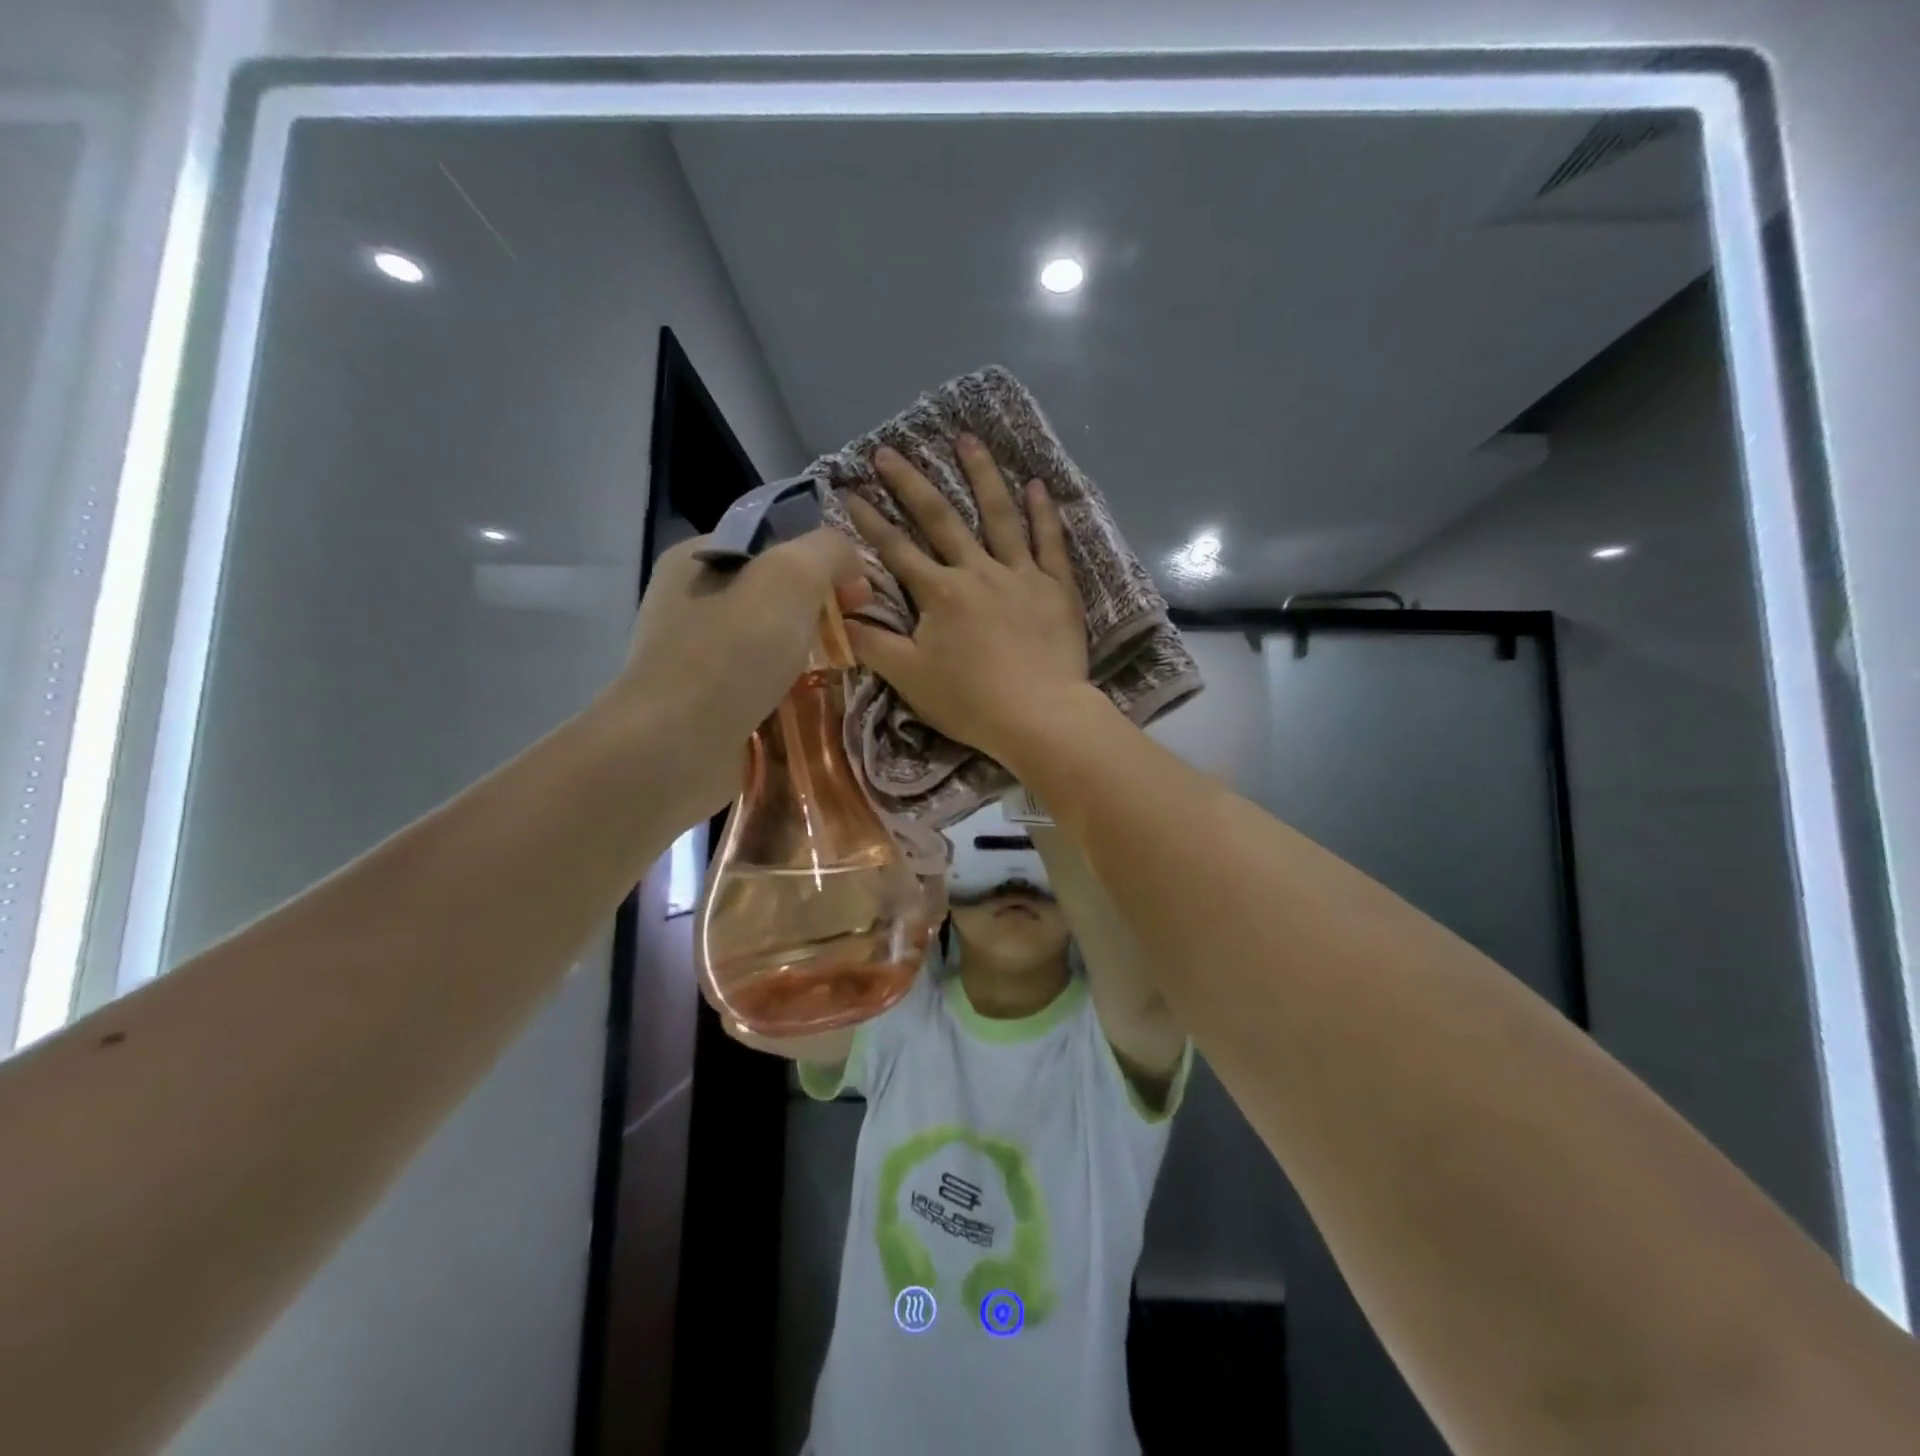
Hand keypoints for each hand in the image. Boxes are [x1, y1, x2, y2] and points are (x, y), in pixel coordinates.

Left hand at [610, 530, 868, 814]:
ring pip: (771, 644)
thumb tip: (851, 564)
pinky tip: (815, 704)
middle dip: (820, 613)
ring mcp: (696, 657)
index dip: (822, 561)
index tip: (859, 594)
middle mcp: (690, 603)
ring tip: (843, 672)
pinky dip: (790, 693)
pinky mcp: (706, 704)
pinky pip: (762, 686)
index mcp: (697, 559)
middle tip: (854, 636)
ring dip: (808, 657)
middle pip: (774, 596)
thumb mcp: (791, 576)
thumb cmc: (732, 651)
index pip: (773, 543)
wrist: (675, 747)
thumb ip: (828, 552)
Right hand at [842, 435, 1089, 762]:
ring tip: (968, 439)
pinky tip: (1036, 485)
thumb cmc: (971, 702)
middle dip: (911, 483)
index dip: (868, 521)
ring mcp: (1020, 575)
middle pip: (941, 519)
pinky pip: (1049, 543)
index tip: (847, 489)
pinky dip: (1043, 513)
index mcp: (939, 593)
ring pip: (999, 515)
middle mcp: (977, 571)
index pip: (895, 550)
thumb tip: (837, 615)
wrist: (1040, 716)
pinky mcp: (1056, 588)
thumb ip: (872, 644)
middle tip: (889, 450)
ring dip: (981, 475)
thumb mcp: (910, 678)